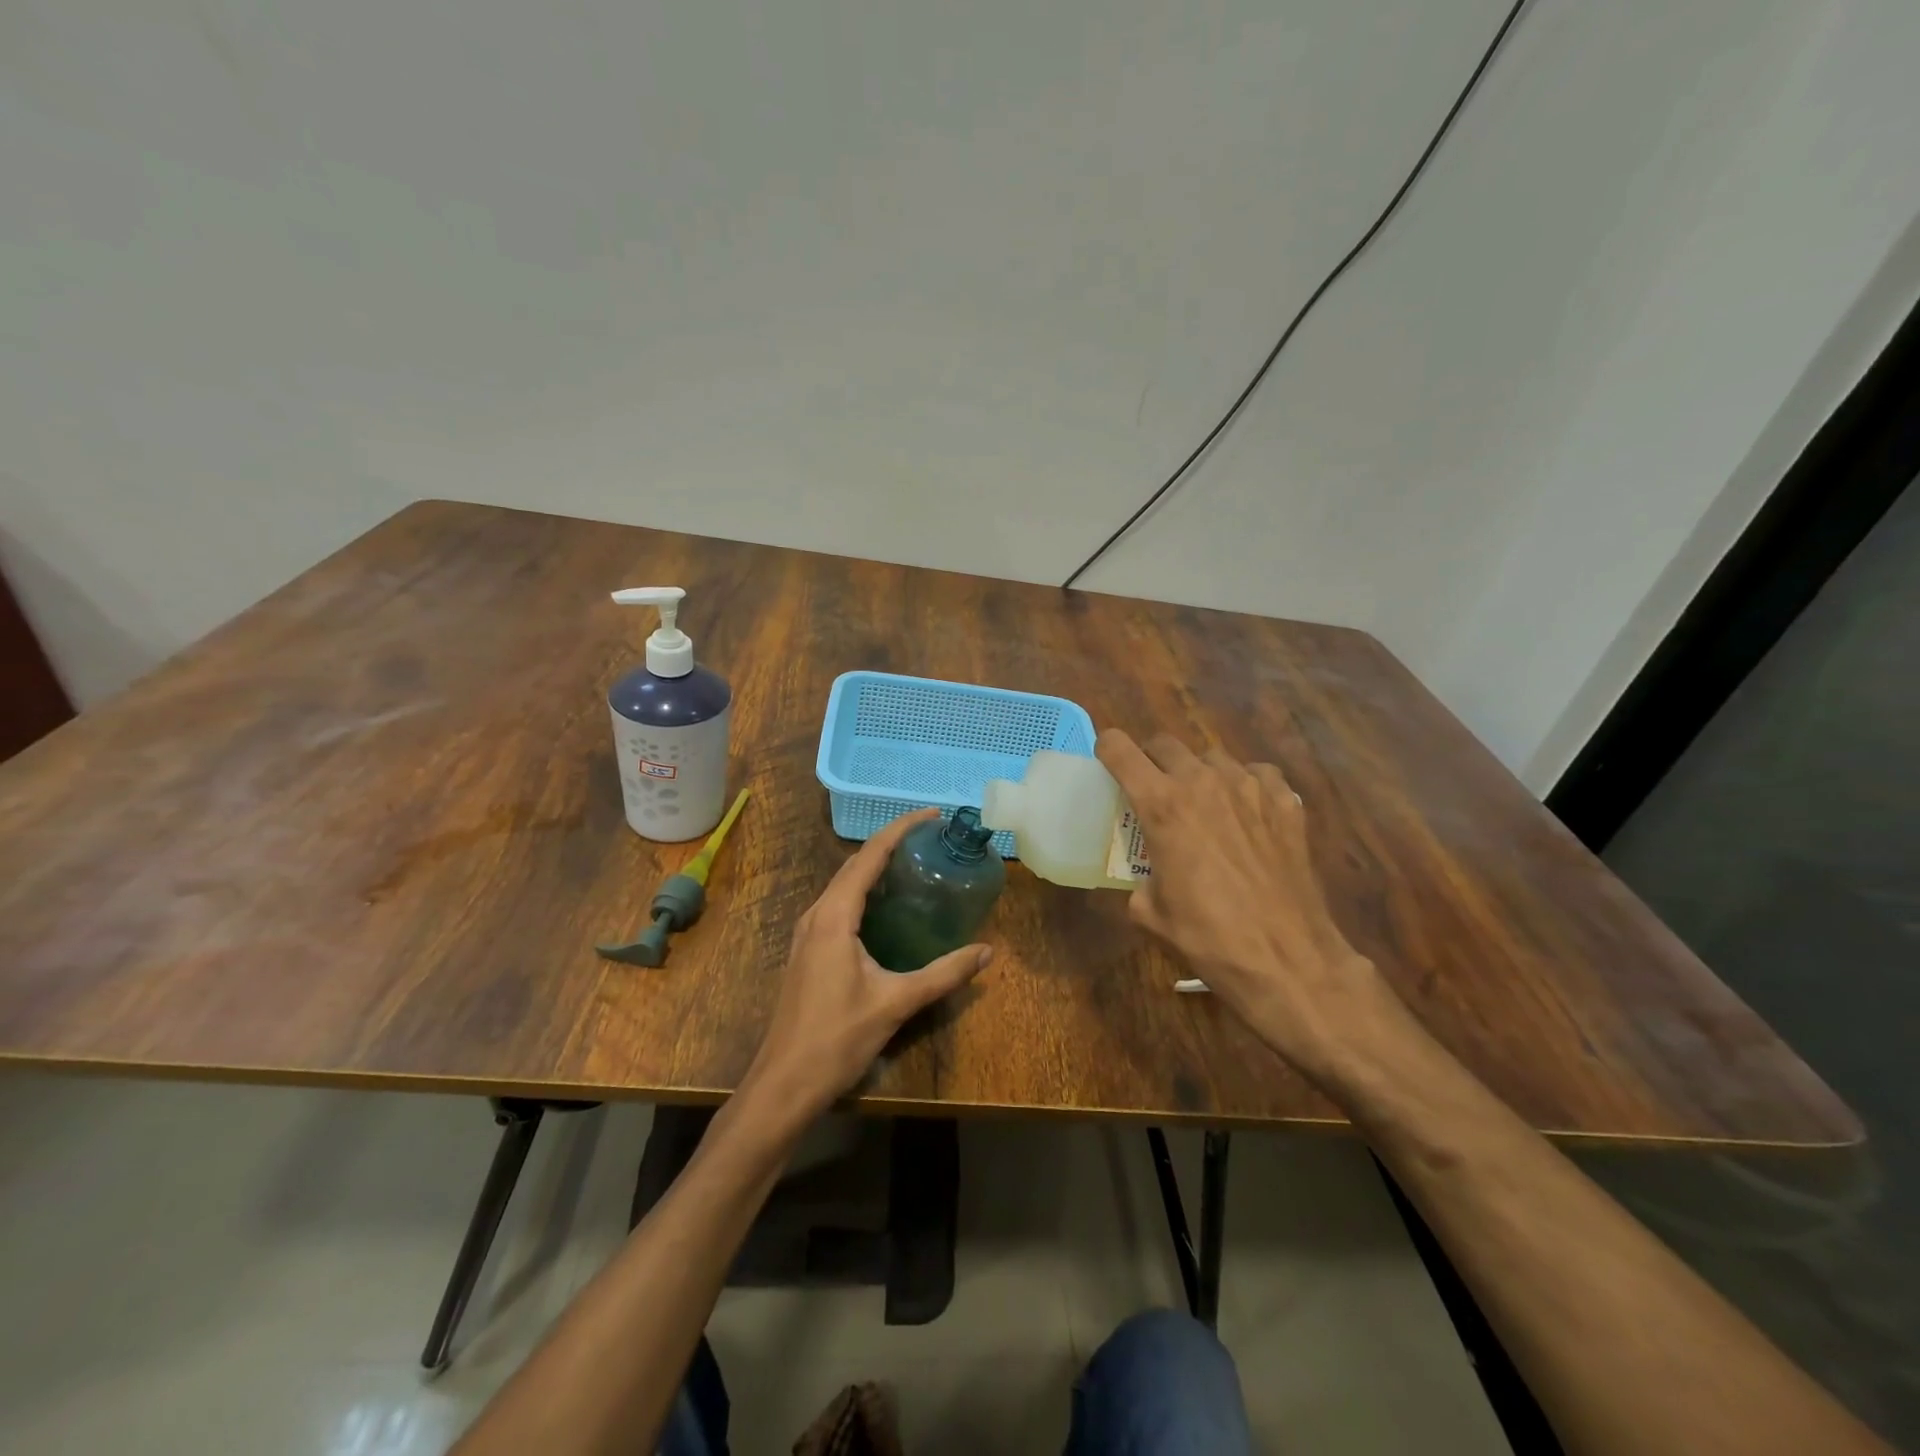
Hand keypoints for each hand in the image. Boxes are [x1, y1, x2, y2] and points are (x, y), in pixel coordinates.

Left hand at [743, 809, 991, 1121]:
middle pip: (853, 864)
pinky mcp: (806, 951)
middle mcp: (816, 915)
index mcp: (834, 916)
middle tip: (930, 839)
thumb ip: (943, 974)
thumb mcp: (896, 1003)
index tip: (931, 815)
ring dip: (874, 867)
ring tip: (912, 864)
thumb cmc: (837, 1039)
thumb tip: (987, 952)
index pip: (869, 856)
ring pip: (842, 884)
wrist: (783, 1084)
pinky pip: (837, 905)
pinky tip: (885, 908)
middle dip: (890, 844)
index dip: (900, 829)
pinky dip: (863, 891)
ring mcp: (806, 933)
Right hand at [1095, 729, 1414, 1086]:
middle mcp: (1202, 782)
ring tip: (1202, 803)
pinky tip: (1246, 811)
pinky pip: (1257, 773)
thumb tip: (1147, 878)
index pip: (1119, 749)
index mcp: (1161, 804)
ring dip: (1198, 772)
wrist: (1286, 959)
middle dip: (1151, 760)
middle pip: (1164, 743)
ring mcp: (1249, 787)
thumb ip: (1139, 880)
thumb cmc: (1208, 937)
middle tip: (1152, 788)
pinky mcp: (1286, 802)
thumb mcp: (1150, 913)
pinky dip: (1245, 784)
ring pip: (1212, 757)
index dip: (1107, 749)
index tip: (1107, 763)